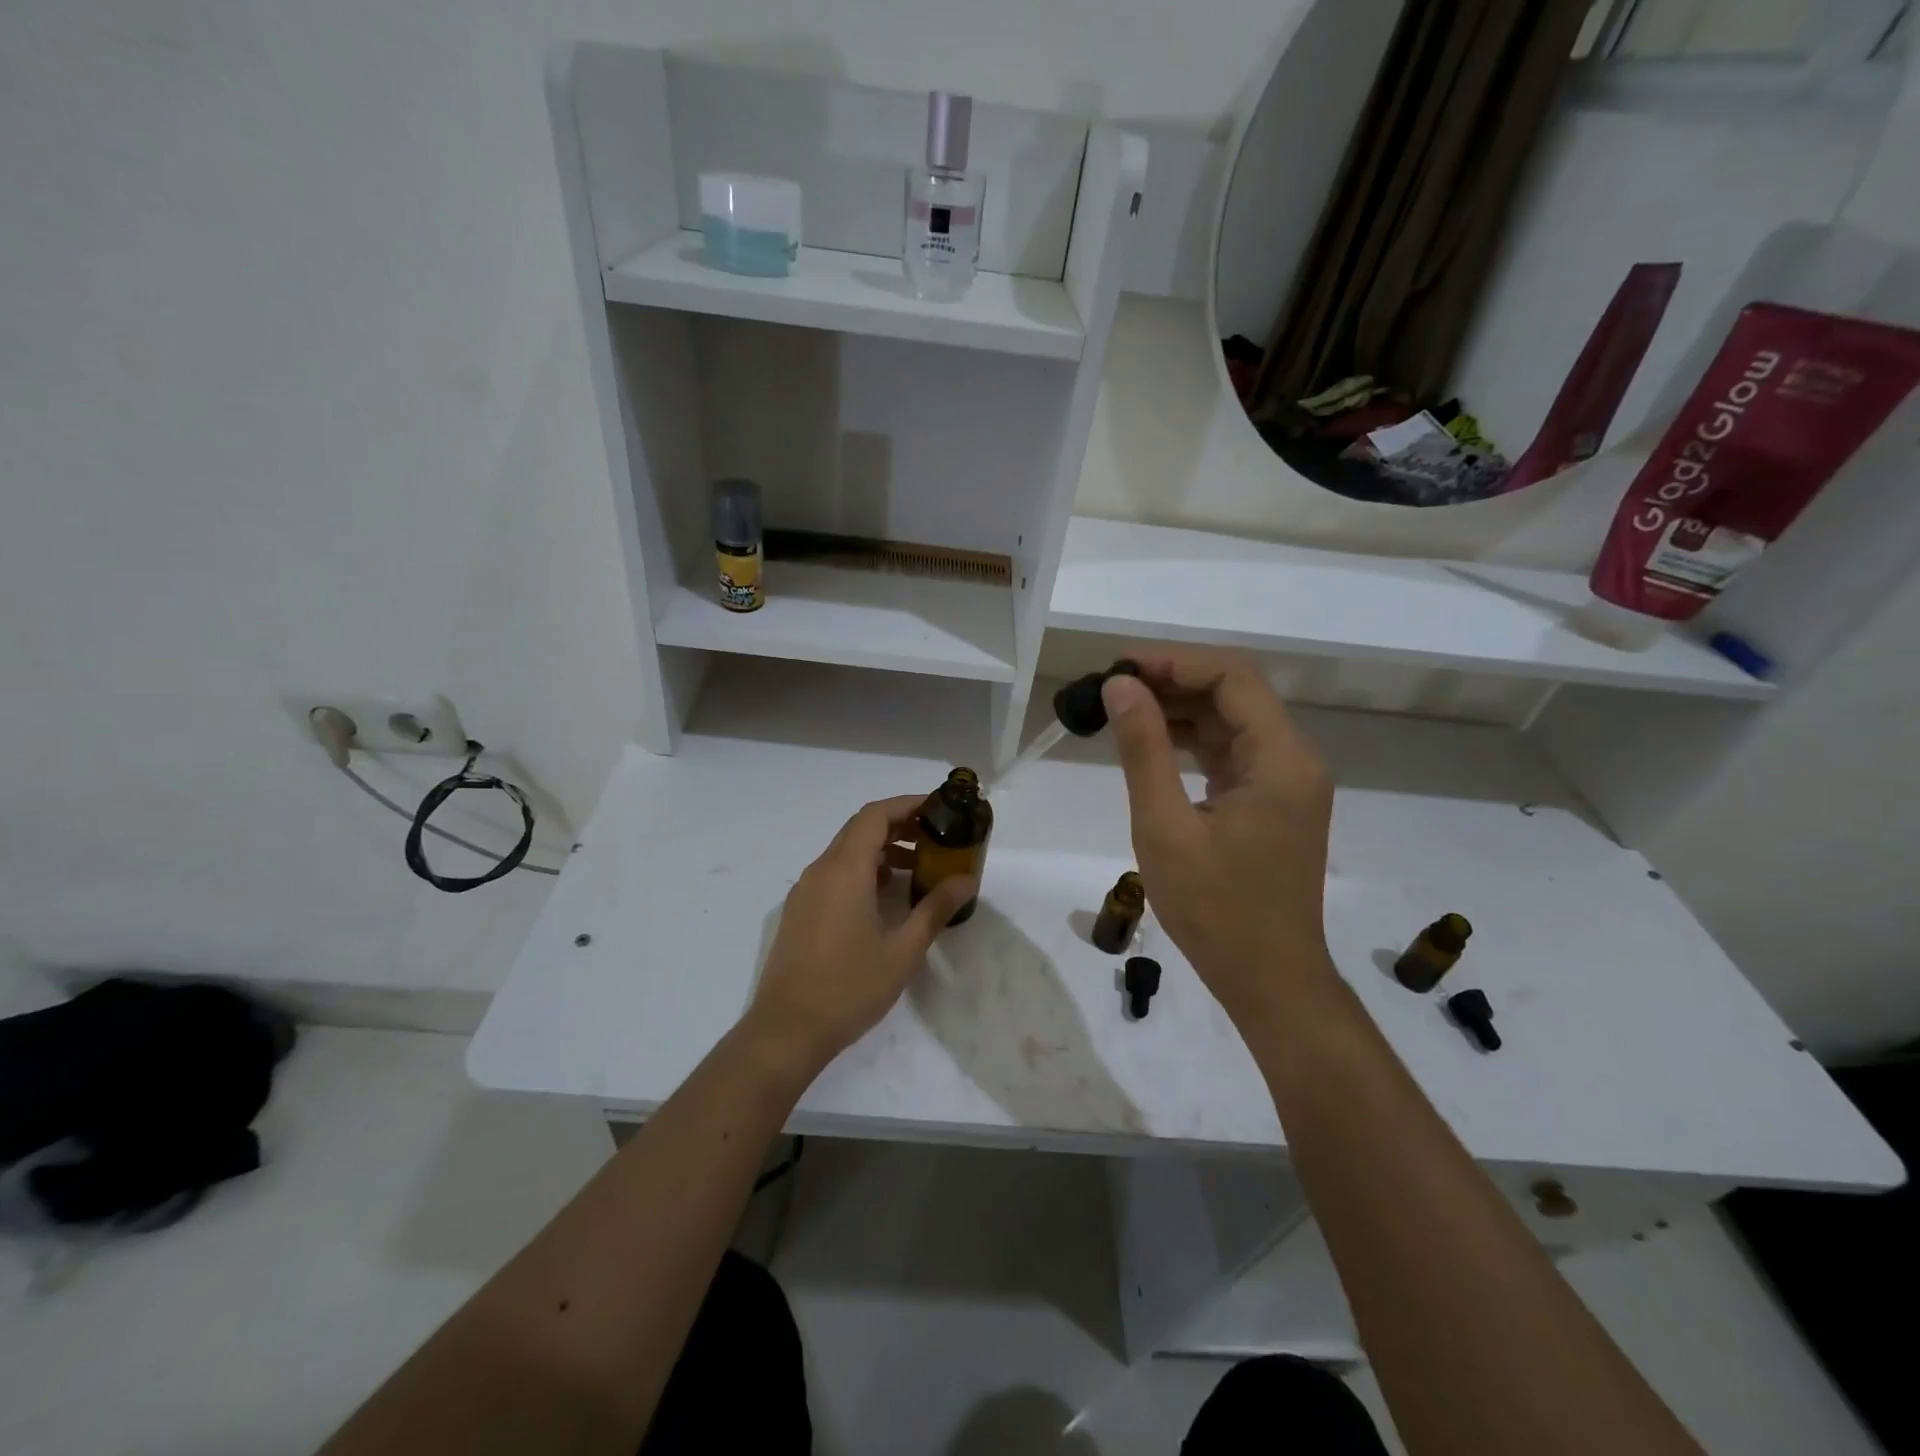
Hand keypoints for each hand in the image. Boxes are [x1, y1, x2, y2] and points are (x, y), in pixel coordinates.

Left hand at [743, 795, 976, 1078]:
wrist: (787, 1030)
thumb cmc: (849, 988)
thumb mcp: (903, 950)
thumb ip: (936, 908)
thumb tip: (967, 880)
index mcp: (845, 870)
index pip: (875, 815)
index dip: (908, 804)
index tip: (939, 808)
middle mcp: (821, 870)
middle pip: (861, 828)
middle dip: (900, 825)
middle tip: (937, 836)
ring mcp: (806, 890)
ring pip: (847, 851)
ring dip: (882, 849)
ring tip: (919, 867)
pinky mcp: (800, 910)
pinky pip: (835, 873)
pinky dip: (864, 870)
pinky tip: (886, 896)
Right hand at [1101, 648, 1336, 1023]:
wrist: (1269, 979)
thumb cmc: (1215, 910)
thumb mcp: (1165, 827)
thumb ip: (1144, 749)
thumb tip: (1119, 686)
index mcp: (1280, 759)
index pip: (1233, 677)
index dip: (1175, 662)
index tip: (1119, 669)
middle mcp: (1294, 759)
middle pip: (1235, 693)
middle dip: (1173, 682)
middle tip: (1111, 688)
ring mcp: (1286, 781)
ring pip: (1232, 721)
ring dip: (1180, 709)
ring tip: (1122, 711)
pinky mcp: (1272, 801)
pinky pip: (1232, 752)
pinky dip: (1192, 741)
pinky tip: (1151, 743)